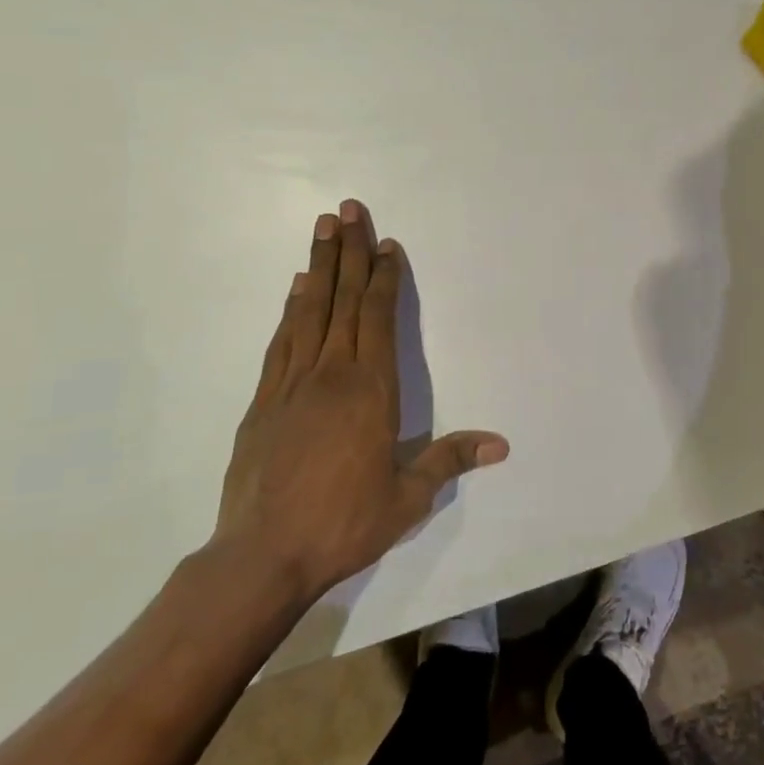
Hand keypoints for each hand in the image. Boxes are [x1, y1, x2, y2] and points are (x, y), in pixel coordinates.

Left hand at [210, 200, 507, 604]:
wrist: (263, 555)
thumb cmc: (343, 524)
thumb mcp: (407, 498)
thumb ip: (449, 461)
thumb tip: (501, 445)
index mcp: (371, 391)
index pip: (379, 319)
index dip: (384, 278)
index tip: (387, 244)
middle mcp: (332, 375)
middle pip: (343, 300)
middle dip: (349, 252)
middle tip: (348, 209)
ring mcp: (292, 384)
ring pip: (309, 311)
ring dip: (318, 266)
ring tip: (322, 229)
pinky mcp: (263, 401)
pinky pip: (282, 342)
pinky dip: (291, 309)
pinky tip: (296, 288)